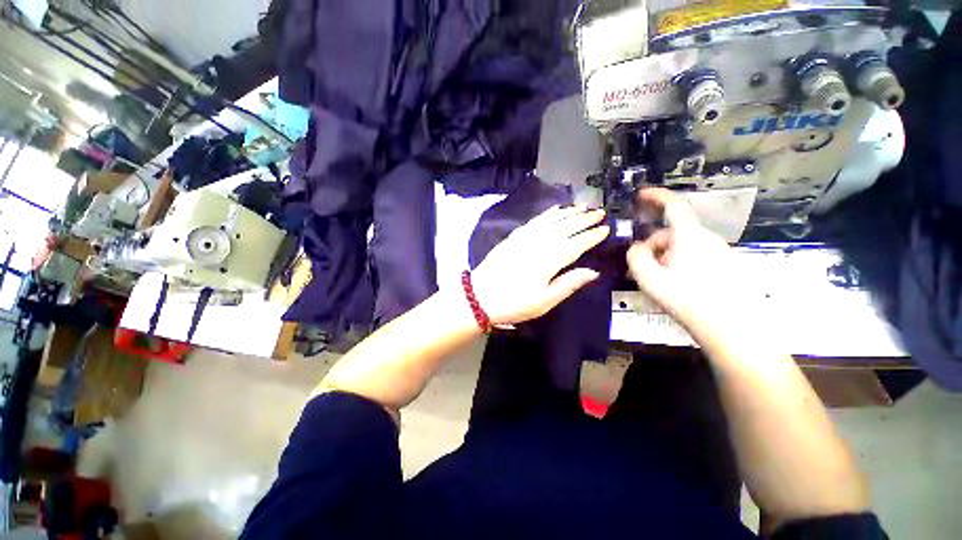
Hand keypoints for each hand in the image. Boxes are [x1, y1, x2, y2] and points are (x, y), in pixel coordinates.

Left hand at [471, 205, 609, 325]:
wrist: (478, 297)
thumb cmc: (512, 304)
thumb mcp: (543, 303)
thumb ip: (567, 285)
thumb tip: (592, 272)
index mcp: (546, 264)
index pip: (573, 246)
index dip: (590, 236)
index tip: (605, 228)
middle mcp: (536, 246)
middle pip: (563, 229)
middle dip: (583, 219)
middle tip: (599, 211)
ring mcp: (522, 240)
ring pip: (549, 222)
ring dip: (567, 213)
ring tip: (582, 206)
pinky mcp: (512, 238)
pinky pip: (533, 221)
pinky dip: (546, 214)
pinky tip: (555, 209)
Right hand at [626, 188, 742, 326]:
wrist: (734, 330)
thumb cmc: (688, 301)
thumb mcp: (650, 279)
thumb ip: (636, 257)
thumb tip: (635, 247)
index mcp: (689, 237)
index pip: (673, 205)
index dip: (655, 196)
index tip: (640, 194)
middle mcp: (707, 239)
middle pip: (671, 233)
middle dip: (650, 246)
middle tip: (636, 269)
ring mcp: (718, 253)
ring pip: (681, 247)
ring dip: (662, 258)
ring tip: (651, 282)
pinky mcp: (725, 267)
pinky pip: (693, 257)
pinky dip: (676, 265)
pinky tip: (671, 286)